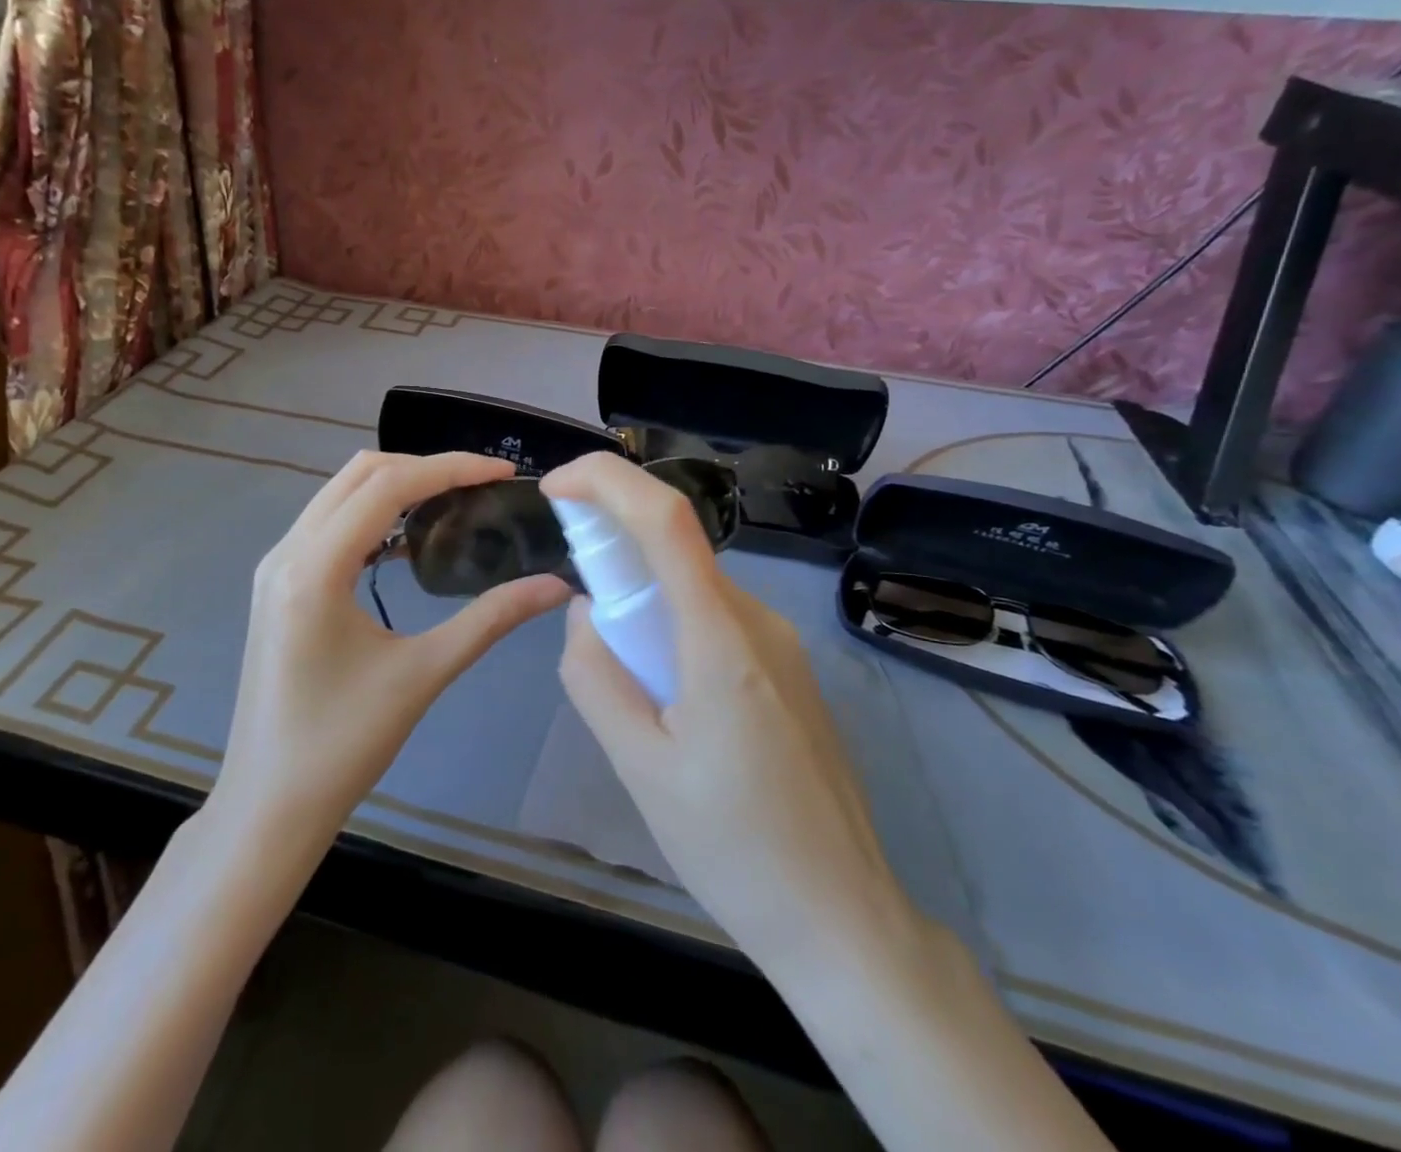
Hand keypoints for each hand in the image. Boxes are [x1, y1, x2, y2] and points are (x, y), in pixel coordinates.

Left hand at [212, 451, 569, 858]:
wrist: (268, 807)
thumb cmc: (342, 747)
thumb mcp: (423, 675)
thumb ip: (490, 620)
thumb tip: (556, 586)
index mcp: (313, 568)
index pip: (388, 486)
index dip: (451, 469)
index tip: (503, 472)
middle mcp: (286, 552)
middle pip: (360, 474)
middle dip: (425, 468)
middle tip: (482, 484)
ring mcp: (275, 567)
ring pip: (340, 493)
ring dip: (397, 486)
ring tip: (454, 501)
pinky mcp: (277, 585)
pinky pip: (329, 523)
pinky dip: (372, 514)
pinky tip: (409, 540)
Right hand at [542, 454, 923, 972]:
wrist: (843, 919)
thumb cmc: (734, 848)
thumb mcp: (640, 767)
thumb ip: (596, 677)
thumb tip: (585, 613)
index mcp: (721, 638)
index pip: (666, 519)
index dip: (607, 480)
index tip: (556, 486)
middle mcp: (759, 620)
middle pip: (676, 548)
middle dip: (614, 551)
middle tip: (579, 614)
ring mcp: (781, 643)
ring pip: (693, 588)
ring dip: (642, 601)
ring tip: (627, 684)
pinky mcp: (789, 669)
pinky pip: (716, 620)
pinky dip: (672, 627)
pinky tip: (668, 699)